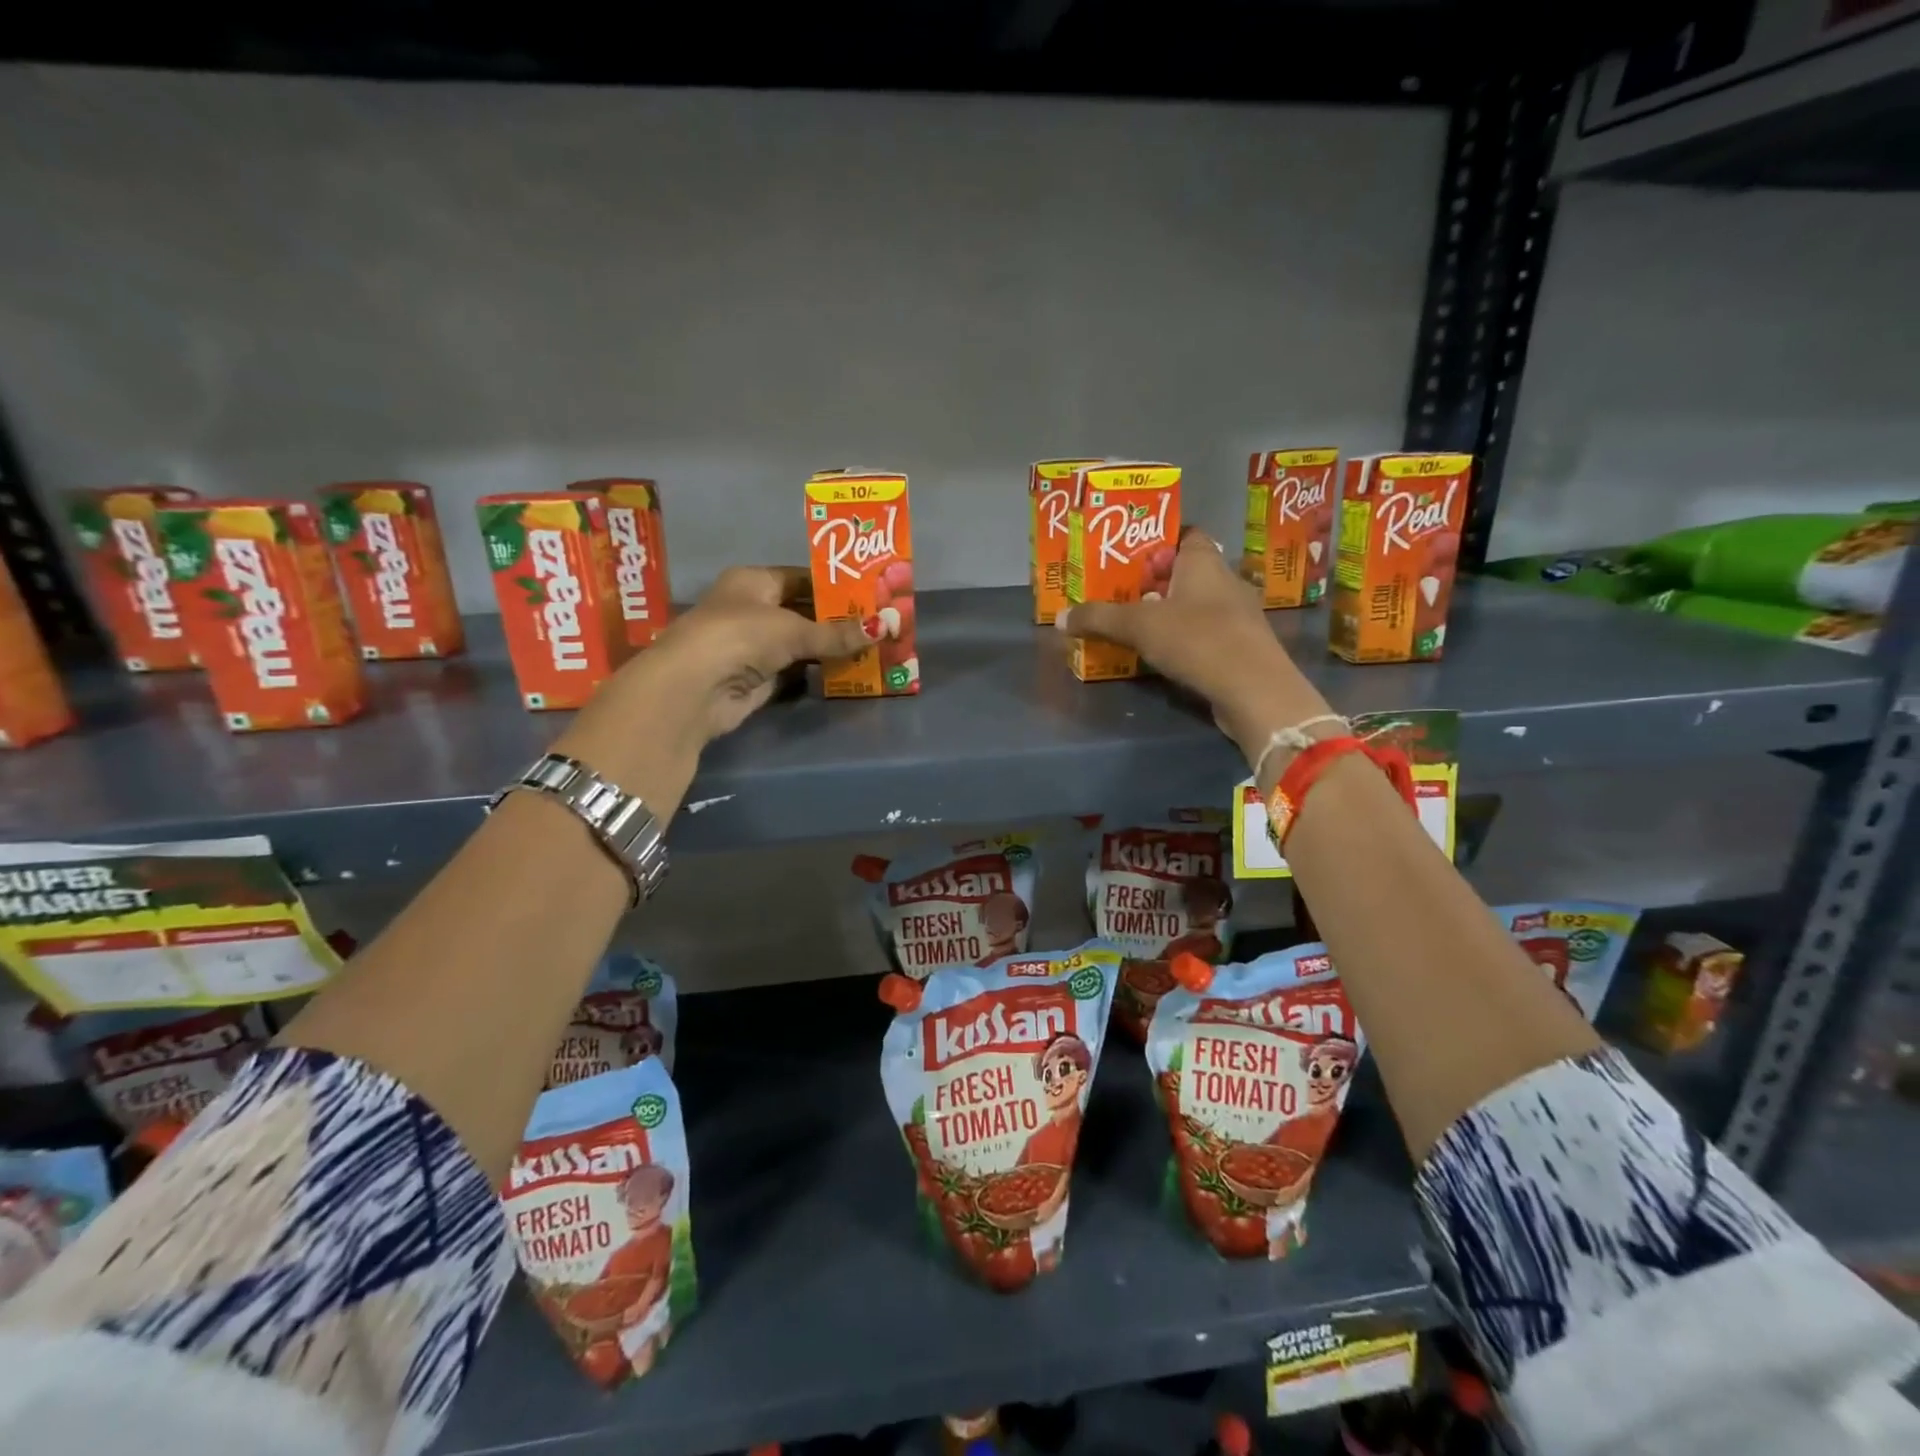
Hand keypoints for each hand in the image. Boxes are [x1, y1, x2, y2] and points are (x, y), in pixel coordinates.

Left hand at [644, 567, 874, 739]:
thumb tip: (886, 627)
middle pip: (804, 611)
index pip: (802, 578)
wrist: (695, 689)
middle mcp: (753, 609)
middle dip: (840, 620)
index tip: (872, 594)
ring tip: (875, 646)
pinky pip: (798, 669)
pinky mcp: (760, 678)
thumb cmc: (740, 636)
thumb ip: (838, 633)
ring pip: (803, 643)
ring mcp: (755, 645)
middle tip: (881, 623)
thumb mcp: (794, 630)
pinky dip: (820, 671)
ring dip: (832, 647)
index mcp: (754, 581)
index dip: (836, 586)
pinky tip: (852, 670)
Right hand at [1057, 529, 1332, 770]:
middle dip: (1154, 580)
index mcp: (1204, 561)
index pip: (1185, 534)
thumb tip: (1060, 618)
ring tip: (1133, 624)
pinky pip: (1205, 632)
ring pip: (1196, 604)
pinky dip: (1183, 638)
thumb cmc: (1197, 639)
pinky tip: (1161, 653)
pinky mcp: (1241, 646)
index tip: (1128, 554)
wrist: (1254, 689)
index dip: (1157, 540)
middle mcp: (1225, 580)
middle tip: (1119, 591)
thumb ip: (1099, 618)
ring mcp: (1237, 615)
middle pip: (1185, 571)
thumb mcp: (1138, 626)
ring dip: (1168, 612)